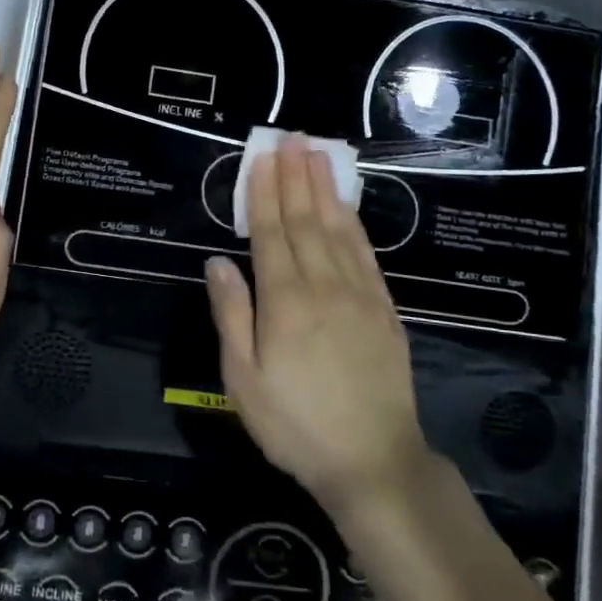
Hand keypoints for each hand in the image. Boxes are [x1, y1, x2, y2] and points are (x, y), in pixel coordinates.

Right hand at [205, 137, 430, 515]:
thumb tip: (217, 262)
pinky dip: (354, 225)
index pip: (271, 233)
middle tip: (292, 139)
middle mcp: (322, 287)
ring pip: (338, 230)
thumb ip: (231, 315)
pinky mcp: (384, 310)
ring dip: (326, 190)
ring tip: (319, 155)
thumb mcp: (243, 379)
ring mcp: (359, 296)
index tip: (263, 158)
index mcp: (284, 302)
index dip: (265, 193)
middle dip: (296, 178)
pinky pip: (366, 256)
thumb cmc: (294, 424)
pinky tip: (347, 207)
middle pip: (306, 221)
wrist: (372, 461)